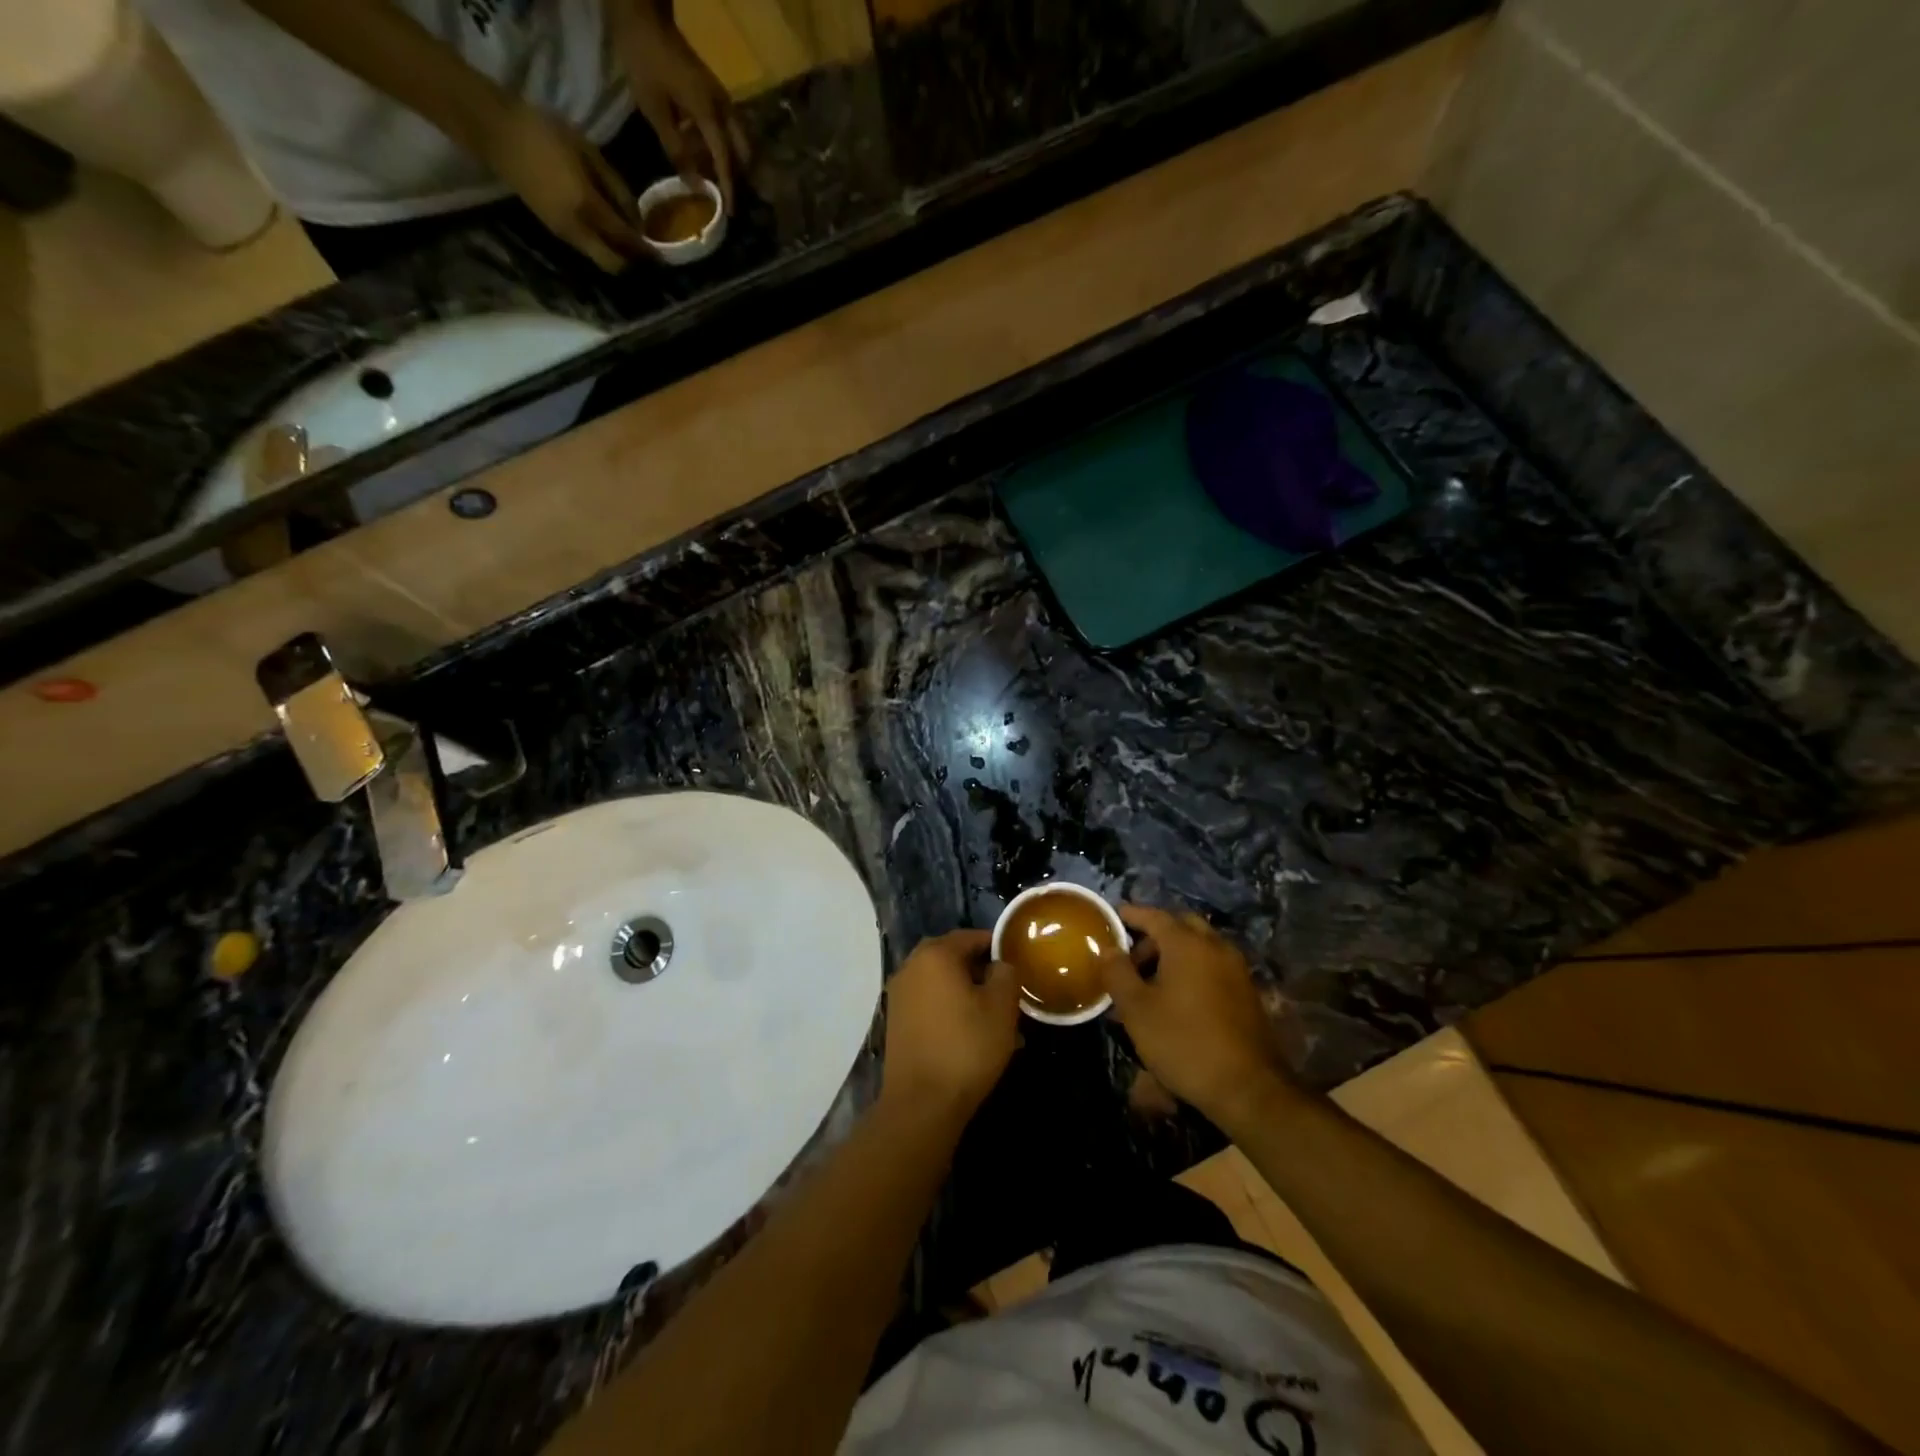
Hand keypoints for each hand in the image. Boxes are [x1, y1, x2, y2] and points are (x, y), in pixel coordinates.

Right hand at [479, 101, 642, 271]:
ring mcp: (563, 233)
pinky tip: (609, 236)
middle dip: (632, 263)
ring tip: (631, 247)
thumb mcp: (588, 152)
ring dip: (617, 258)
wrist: (494, 131)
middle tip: (647, 256)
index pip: (625, 239)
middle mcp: (577, 229)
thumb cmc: (543, 132)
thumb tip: (637, 218)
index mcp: (587, 206)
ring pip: (599, 260)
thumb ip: (615, 186)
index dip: (645, 250)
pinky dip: (602, 248)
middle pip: (612, 264)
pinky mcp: (554, 231)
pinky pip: (586, 249)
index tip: (663, 256)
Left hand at [613, 0, 749, 210]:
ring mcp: (720, 97)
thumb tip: (692, 182)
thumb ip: (675, 148)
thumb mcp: (654, 109)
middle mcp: (722, 106)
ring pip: (738, 137)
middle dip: (739, 173)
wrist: (643, 14)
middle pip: (743, 148)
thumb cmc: (645, 60)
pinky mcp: (713, 92)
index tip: (730, 212)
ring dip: (732, 158)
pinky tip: (708, 151)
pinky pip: (727, 126)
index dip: (728, 187)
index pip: (725, 159)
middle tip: (728, 193)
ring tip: (719, 176)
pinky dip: (724, 143)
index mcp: (709, 112)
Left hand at [881, 930, 1019, 1119]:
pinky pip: (928, 1001)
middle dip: (979, 968)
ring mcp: (899, 994)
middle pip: (952, 956)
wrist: (921, 1103)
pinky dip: (948, 1007)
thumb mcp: (1001, 1007)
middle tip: (1005, 988)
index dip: (996, 946)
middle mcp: (911, 966)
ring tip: (991, 1014)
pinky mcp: (896, 1021)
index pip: (970, 936)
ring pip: (940, 981)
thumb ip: (1006, 974)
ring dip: (964, 990)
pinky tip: (969, 1031)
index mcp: (935, 954)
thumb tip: (999, 964)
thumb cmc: (966, 1047)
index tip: (1016, 963)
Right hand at [1099, 904, 1301, 1130]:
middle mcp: (1215, 947)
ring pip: (1200, 945)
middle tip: (1132, 958)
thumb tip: (1108, 949)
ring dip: (1175, 953)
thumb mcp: (1137, 1010)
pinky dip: (1193, 968)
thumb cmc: (1184, 1042)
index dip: (1131, 914)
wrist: (1248, 1088)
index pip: (1154, 916)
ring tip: (1151, 982)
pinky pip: (1213, 965)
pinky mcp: (1247, 992)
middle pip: (1181, 925)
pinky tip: (1179, 998)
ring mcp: (1236, 969)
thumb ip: (1118, 973)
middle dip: (1154, 935)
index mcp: (1187, 944)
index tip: (1113, 916)